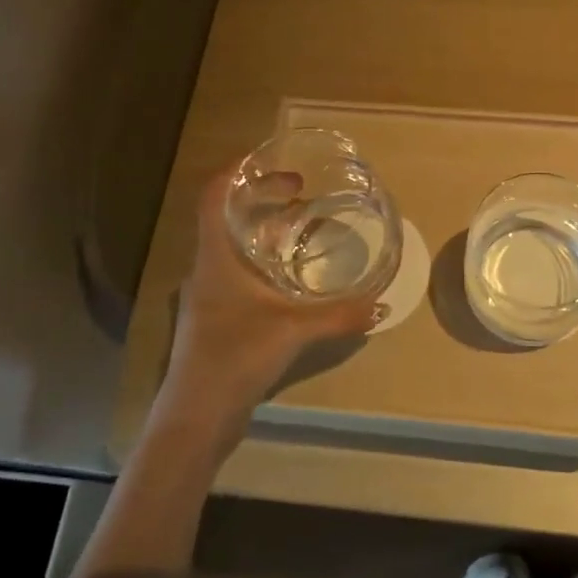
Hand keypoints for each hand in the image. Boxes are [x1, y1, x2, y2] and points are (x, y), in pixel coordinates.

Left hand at [152, 168, 377, 454]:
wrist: (196, 416)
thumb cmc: (235, 357)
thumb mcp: (293, 331)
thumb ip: (338, 316)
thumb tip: (381, 304)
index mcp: (216, 258)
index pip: (213, 197)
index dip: (237, 173)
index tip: (270, 161)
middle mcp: (208, 269)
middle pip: (228, 218)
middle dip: (263, 199)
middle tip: (301, 193)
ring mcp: (210, 295)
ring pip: (235, 247)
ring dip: (265, 231)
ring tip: (302, 227)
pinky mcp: (217, 319)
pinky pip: (240, 274)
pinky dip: (264, 262)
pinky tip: (292, 278)